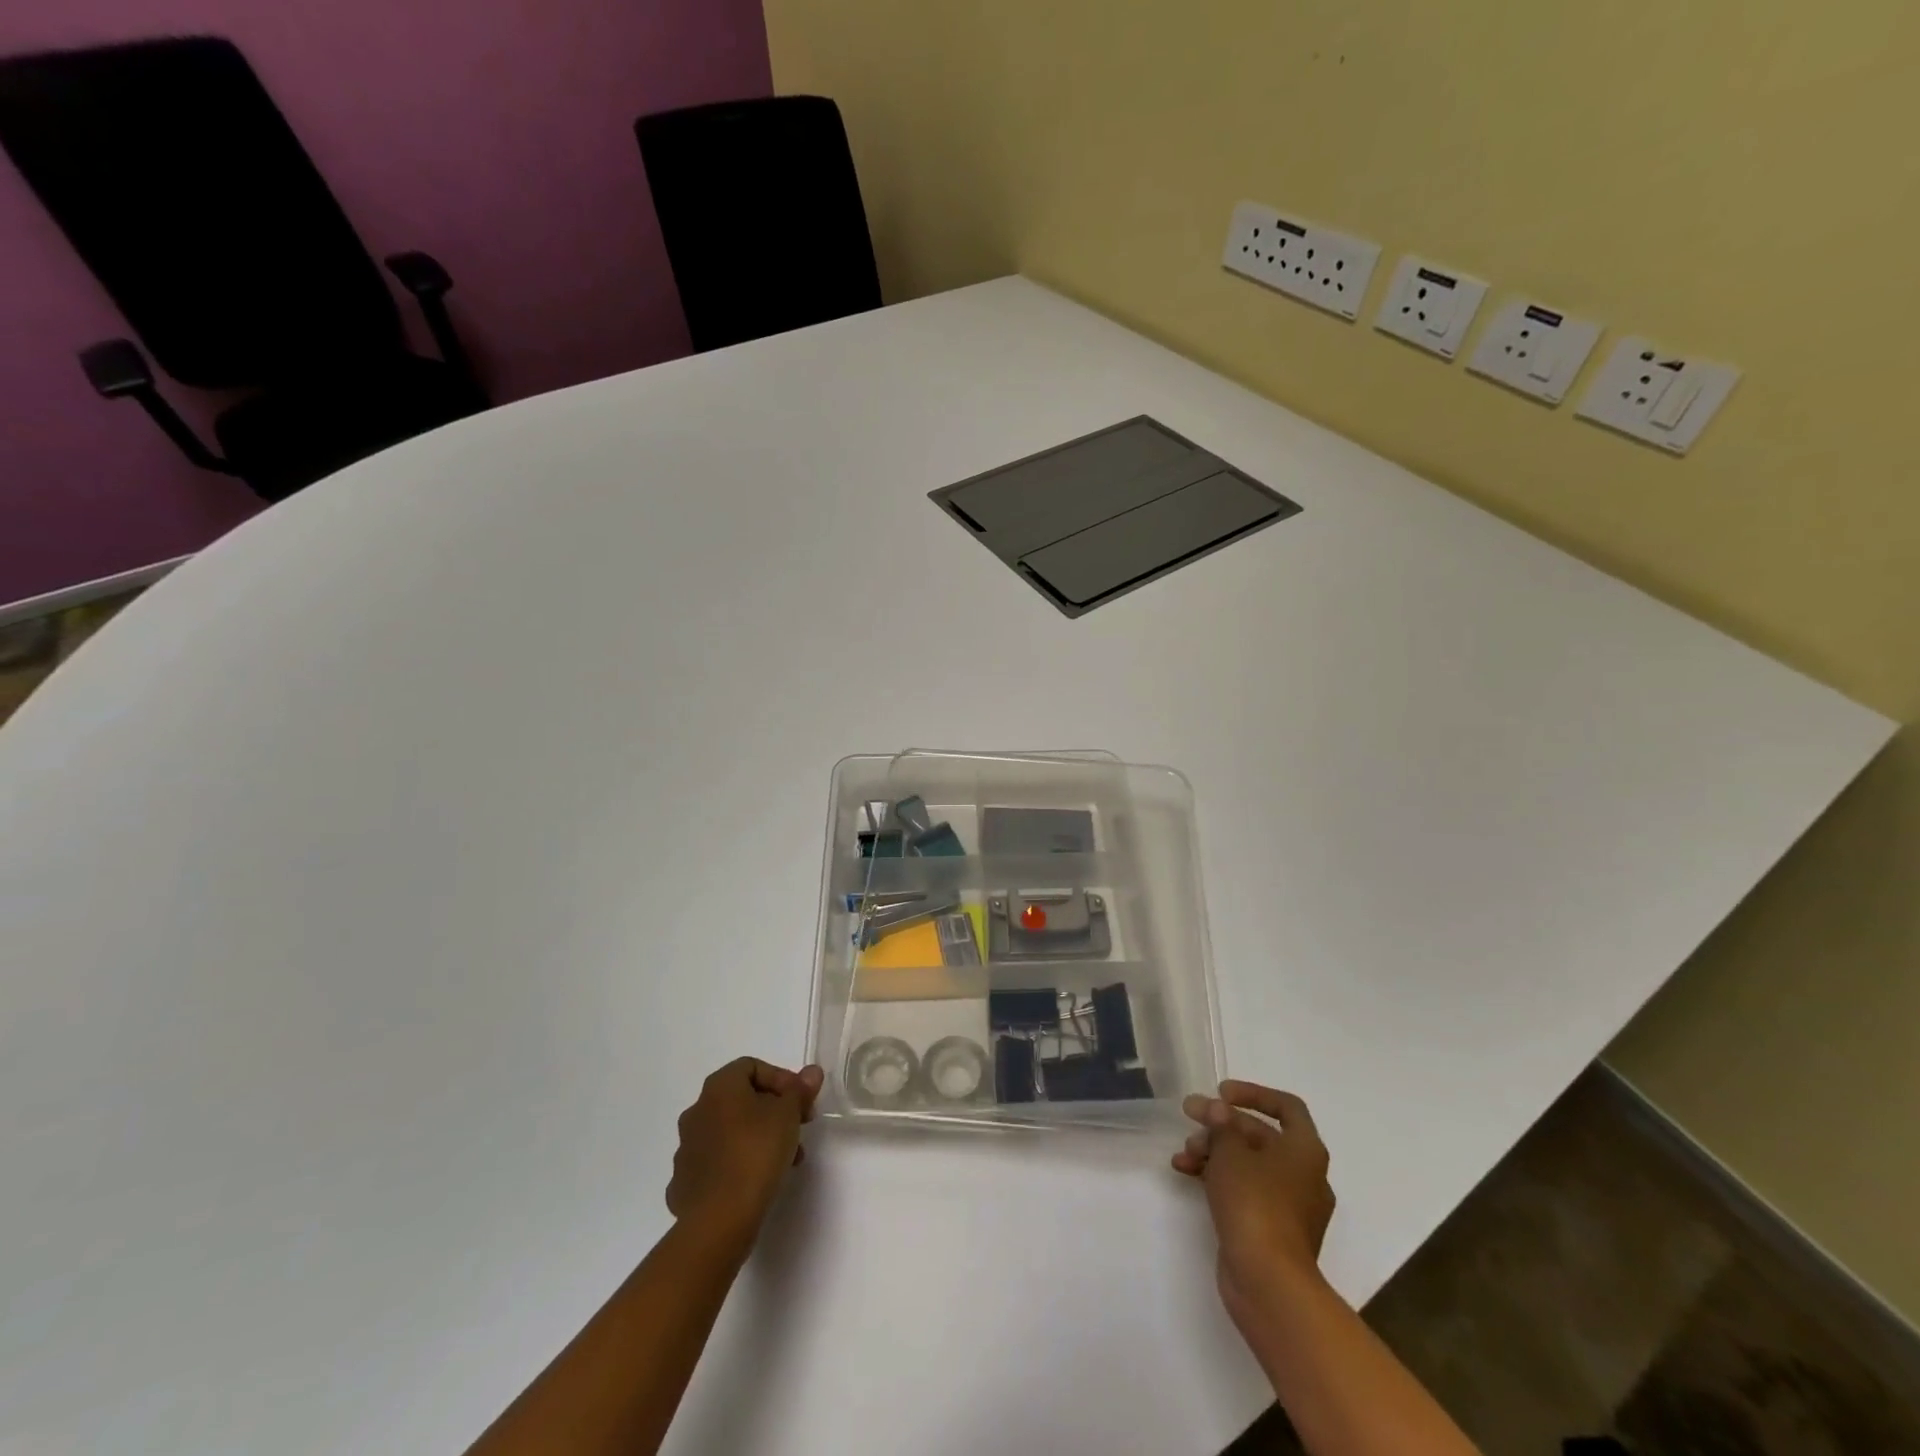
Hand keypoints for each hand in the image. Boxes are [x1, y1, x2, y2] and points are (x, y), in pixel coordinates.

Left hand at [666, 1058, 823, 1255]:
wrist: (719, 1218)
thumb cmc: (756, 1152)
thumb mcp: (789, 1114)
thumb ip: (800, 1090)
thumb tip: (811, 1072)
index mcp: (718, 1088)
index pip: (752, 1067)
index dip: (781, 1079)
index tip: (800, 1102)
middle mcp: (697, 1111)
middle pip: (741, 1100)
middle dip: (773, 1112)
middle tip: (797, 1130)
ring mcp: (686, 1148)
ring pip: (729, 1133)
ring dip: (758, 1138)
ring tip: (784, 1161)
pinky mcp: (683, 1183)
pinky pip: (716, 1164)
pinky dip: (736, 1165)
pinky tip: (754, 1182)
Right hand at [1173, 1081, 1335, 1335]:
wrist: (1269, 1283)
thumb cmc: (1255, 1204)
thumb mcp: (1231, 1153)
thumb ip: (1222, 1124)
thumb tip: (1219, 1110)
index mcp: (1305, 1151)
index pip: (1286, 1107)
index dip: (1253, 1093)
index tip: (1220, 1093)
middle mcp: (1304, 1175)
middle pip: (1261, 1135)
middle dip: (1222, 1125)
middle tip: (1189, 1117)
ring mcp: (1289, 1206)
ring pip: (1249, 1164)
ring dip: (1215, 1151)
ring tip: (1183, 1154)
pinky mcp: (1271, 1229)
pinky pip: (1245, 1190)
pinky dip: (1218, 1178)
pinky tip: (1186, 1174)